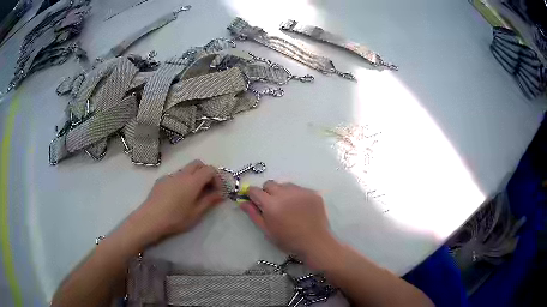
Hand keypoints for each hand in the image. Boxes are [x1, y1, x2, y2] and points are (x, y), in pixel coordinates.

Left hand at [129, 160, 223, 244]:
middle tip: (207, 188)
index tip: (217, 192)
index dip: (217, 178)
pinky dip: (182, 181)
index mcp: (192, 181)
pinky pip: (176, 176)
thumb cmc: (175, 218)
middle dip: (206, 173)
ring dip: (194, 177)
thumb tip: (221, 194)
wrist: (150, 219)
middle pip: (198, 164)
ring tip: (193, 194)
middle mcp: (182, 174)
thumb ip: (209, 201)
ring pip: (186, 169)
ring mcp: (170, 175)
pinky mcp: (161, 180)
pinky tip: (178, 196)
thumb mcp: (196, 213)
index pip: (210, 170)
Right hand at [240, 181, 334, 257]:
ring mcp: (300, 191)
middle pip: (269, 184)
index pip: (255, 190)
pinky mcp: (312, 192)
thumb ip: (253, 214)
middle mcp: (285, 193)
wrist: (315, 242)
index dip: (252, 194)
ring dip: (282, 192)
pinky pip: (299, 189)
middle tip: (272, 205)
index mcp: (271, 204)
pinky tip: (300, 207)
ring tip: (288, 206)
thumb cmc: (288, 240)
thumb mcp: (267, 230)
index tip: (254, 200)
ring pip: (285, 185)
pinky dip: (296, 195)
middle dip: (267, 192)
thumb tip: (242, 202)